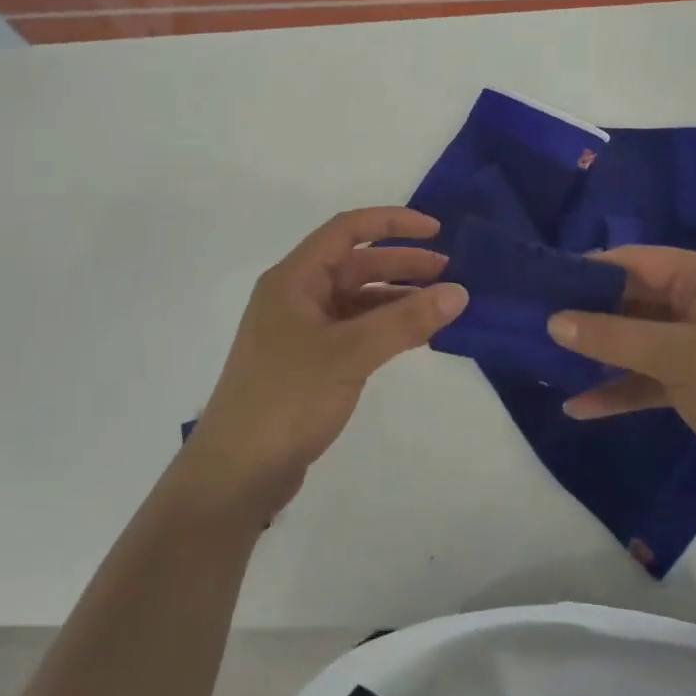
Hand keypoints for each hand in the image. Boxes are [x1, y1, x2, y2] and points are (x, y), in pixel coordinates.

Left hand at [181, 208, 467, 519]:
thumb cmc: (287, 399)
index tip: (436, 230)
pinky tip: (414, 336)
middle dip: (401, 263)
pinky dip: (384, 328)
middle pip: (354, 264)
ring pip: (356, 300)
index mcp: (293, 279)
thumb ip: (404, 321)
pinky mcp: (309, 363)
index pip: (346, 230)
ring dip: (396, 298)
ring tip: (440, 305)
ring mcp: (301, 331)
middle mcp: (296, 296)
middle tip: (448, 273)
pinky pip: (354, 330)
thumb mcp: (349, 354)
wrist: (237, 473)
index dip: (392, 222)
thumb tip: (458, 292)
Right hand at [547, 247, 695, 511]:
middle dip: (587, 317)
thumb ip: (612, 337)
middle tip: (534, 326)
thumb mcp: (678, 357)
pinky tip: (580, 406)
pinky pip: (648, 375)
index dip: (588, 272)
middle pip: (632, 300)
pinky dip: (619, 388)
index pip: (635, 261)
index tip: (541, 287)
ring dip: (598, 354)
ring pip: (636, 340)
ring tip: (547, 362)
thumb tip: (552, 320)